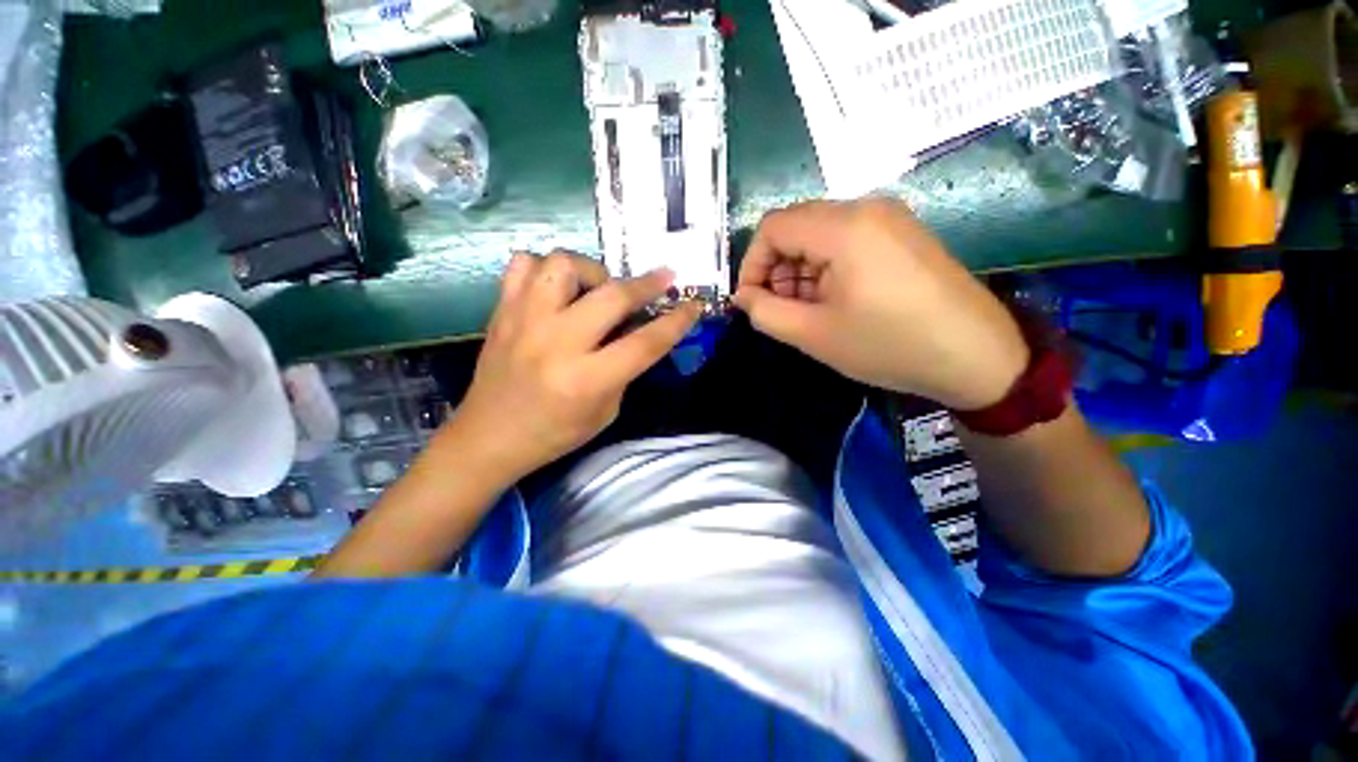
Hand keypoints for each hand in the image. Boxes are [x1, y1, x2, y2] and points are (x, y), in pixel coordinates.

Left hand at [447, 251, 700, 480]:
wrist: (488, 437)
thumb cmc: (554, 433)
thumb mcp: (606, 411)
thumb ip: (626, 369)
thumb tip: (640, 329)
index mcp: (586, 380)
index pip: (645, 343)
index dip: (676, 322)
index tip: (693, 305)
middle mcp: (556, 344)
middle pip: (612, 296)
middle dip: (647, 284)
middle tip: (663, 279)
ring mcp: (524, 321)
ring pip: (564, 265)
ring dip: (593, 271)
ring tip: (598, 288)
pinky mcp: (501, 311)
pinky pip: (522, 265)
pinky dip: (545, 269)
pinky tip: (556, 289)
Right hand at [733, 198, 1027, 409]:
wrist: (977, 356)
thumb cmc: (888, 345)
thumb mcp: (813, 335)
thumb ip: (765, 312)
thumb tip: (743, 296)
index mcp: (843, 226)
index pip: (772, 227)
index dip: (752, 264)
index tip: (751, 301)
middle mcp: (866, 207)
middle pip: (795, 227)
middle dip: (776, 269)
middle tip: (781, 310)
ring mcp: (888, 217)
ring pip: (819, 234)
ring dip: (800, 270)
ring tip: (808, 311)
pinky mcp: (901, 232)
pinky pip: (845, 239)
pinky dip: (826, 267)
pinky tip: (834, 300)